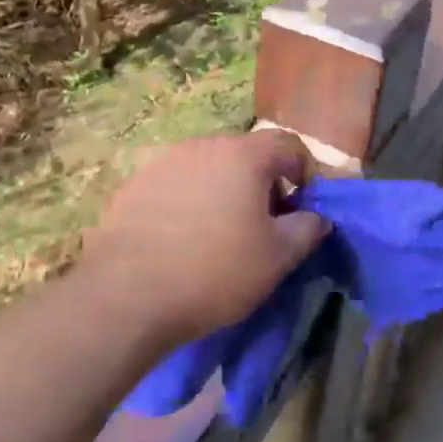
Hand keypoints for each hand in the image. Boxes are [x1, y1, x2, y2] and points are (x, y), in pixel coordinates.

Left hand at [85, 130, 329, 343]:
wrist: (125, 296)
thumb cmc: (214, 271)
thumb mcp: (277, 258)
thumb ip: (307, 230)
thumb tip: (317, 217)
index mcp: (244, 155)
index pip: (288, 145)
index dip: (304, 172)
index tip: (302, 208)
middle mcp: (203, 145)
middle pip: (246, 155)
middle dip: (262, 184)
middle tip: (263, 226)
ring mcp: (163, 162)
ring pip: (208, 168)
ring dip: (222, 192)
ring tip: (218, 234)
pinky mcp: (133, 185)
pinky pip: (174, 185)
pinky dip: (187, 202)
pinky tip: (180, 240)